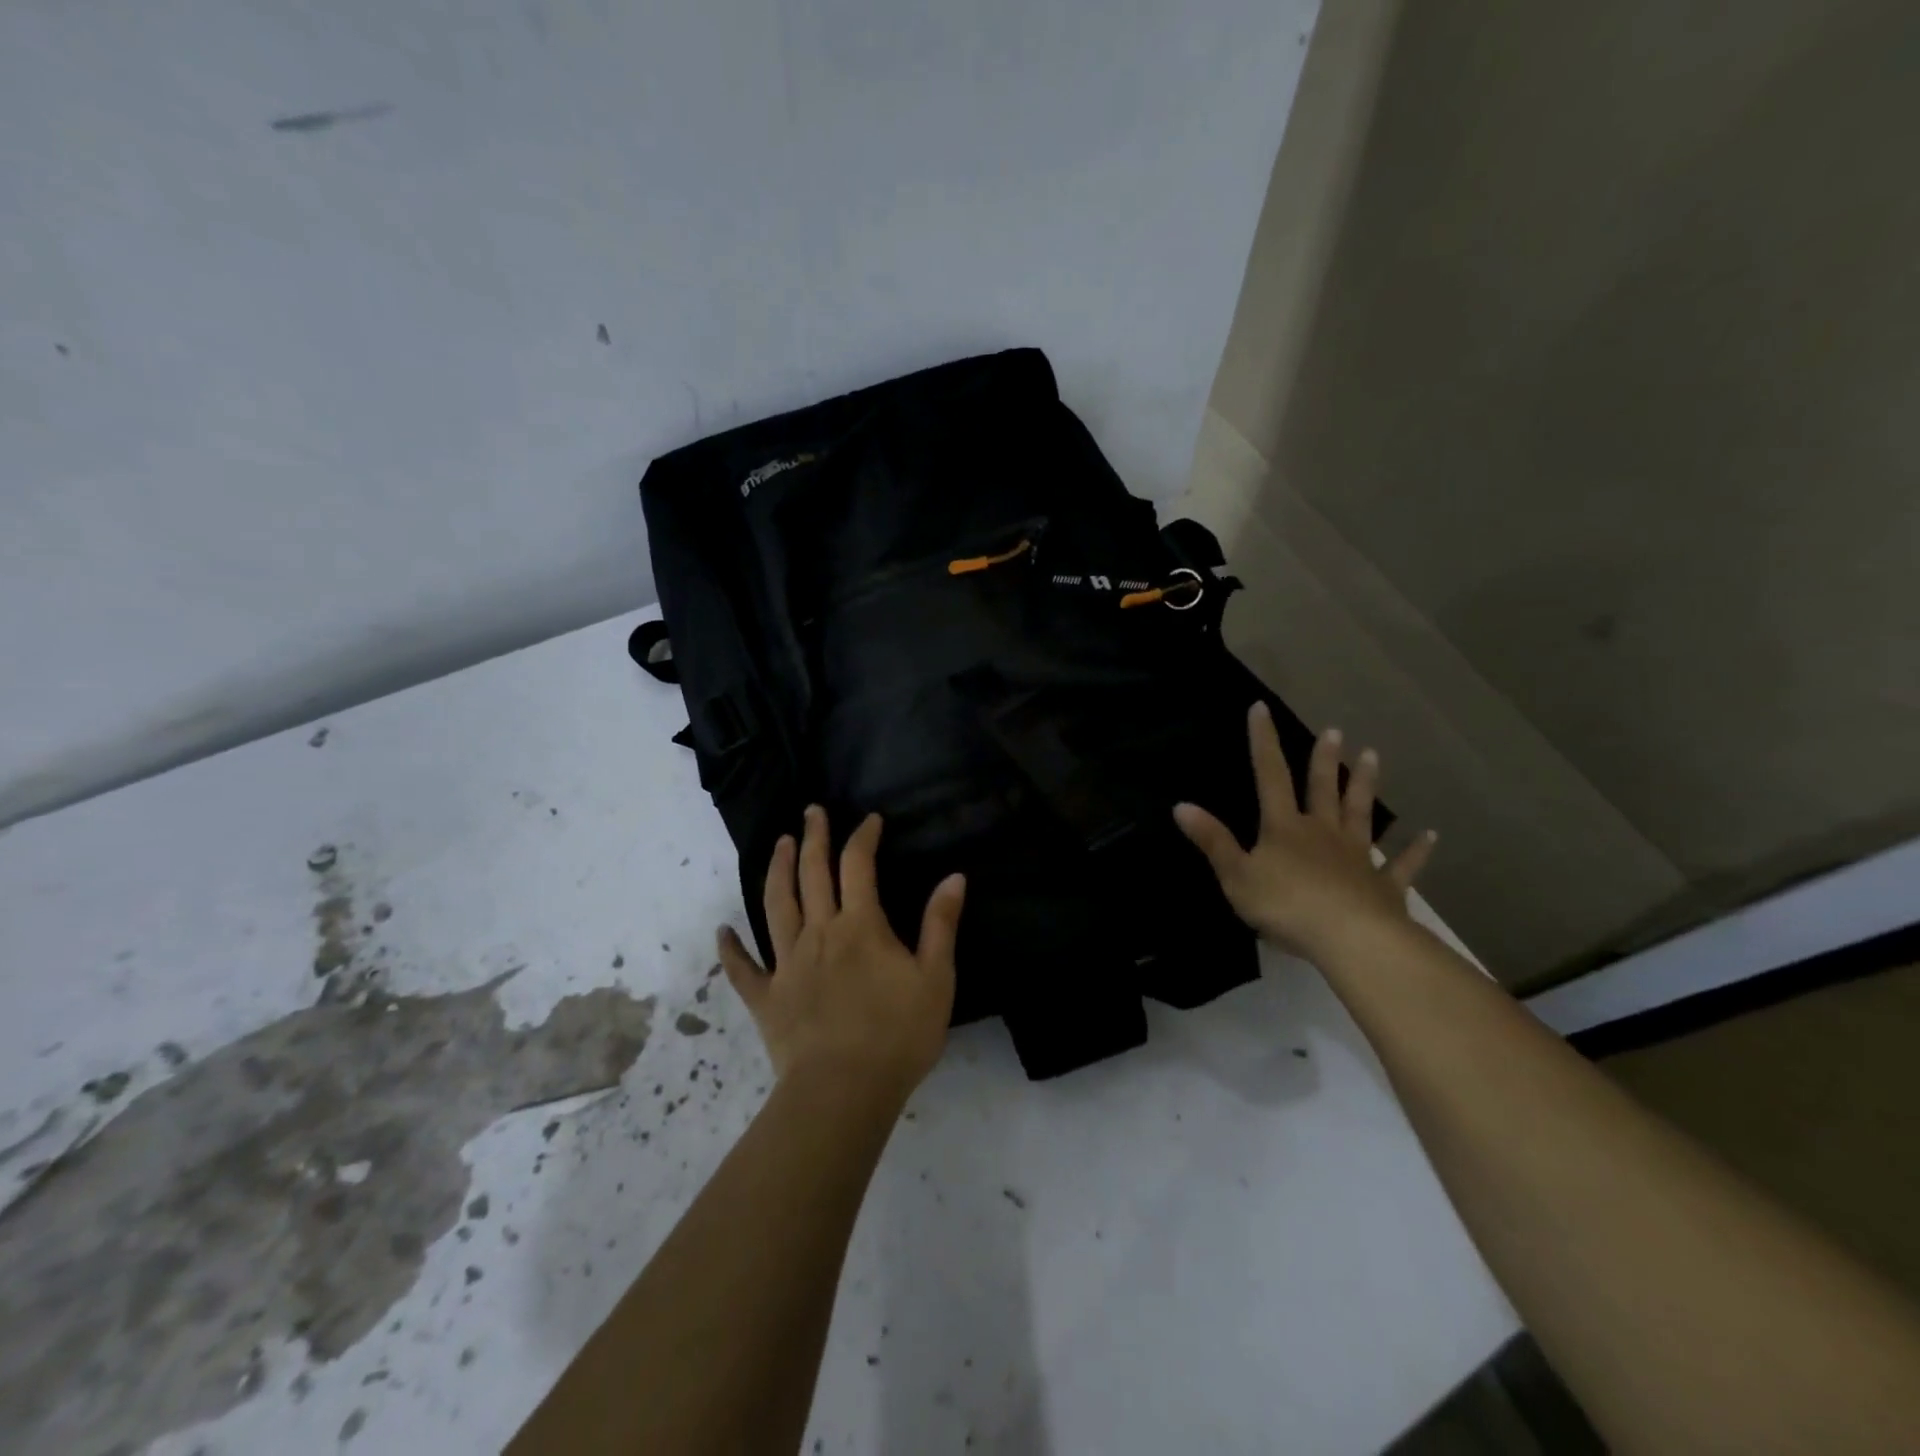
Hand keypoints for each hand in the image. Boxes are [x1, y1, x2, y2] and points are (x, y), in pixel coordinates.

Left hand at [717, 806, 965, 1107]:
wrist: (844, 1092)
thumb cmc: (898, 1035)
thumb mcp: (935, 979)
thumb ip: (941, 924)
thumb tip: (954, 876)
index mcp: (860, 926)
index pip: (858, 865)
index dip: (862, 837)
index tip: (869, 819)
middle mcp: (819, 933)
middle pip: (811, 874)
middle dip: (812, 838)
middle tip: (811, 811)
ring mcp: (787, 964)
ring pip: (776, 906)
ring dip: (777, 871)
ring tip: (778, 844)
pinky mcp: (766, 999)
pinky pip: (743, 970)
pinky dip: (731, 949)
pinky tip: (723, 931)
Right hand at [1173, 703, 1436, 961]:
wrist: (1349, 938)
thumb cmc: (1285, 905)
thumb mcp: (1236, 875)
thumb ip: (1212, 841)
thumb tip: (1181, 805)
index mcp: (1284, 828)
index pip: (1270, 776)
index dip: (1263, 741)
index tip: (1261, 708)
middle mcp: (1323, 832)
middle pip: (1323, 789)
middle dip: (1325, 760)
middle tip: (1335, 730)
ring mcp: (1357, 857)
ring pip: (1361, 814)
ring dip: (1365, 786)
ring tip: (1373, 757)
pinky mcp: (1384, 885)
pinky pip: (1401, 865)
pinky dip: (1416, 851)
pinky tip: (1430, 836)